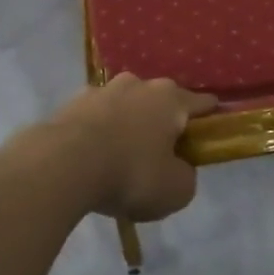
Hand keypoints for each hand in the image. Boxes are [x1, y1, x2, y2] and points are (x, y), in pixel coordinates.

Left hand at [38, 75, 217, 221]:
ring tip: (122, 156)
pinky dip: (100, 132)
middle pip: (160, 101)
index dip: (209, 117)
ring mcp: (103, 89)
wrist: (62, 164)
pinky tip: (94, 157)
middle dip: (163, 121)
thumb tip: (179, 168)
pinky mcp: (72, 102)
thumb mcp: (175, 190)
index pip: (201, 103)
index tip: (211, 131)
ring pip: (126, 105)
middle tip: (162, 153)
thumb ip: (186, 176)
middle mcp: (139, 84)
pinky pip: (97, 117)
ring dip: (129, 124)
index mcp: (170, 99)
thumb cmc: (130, 174)